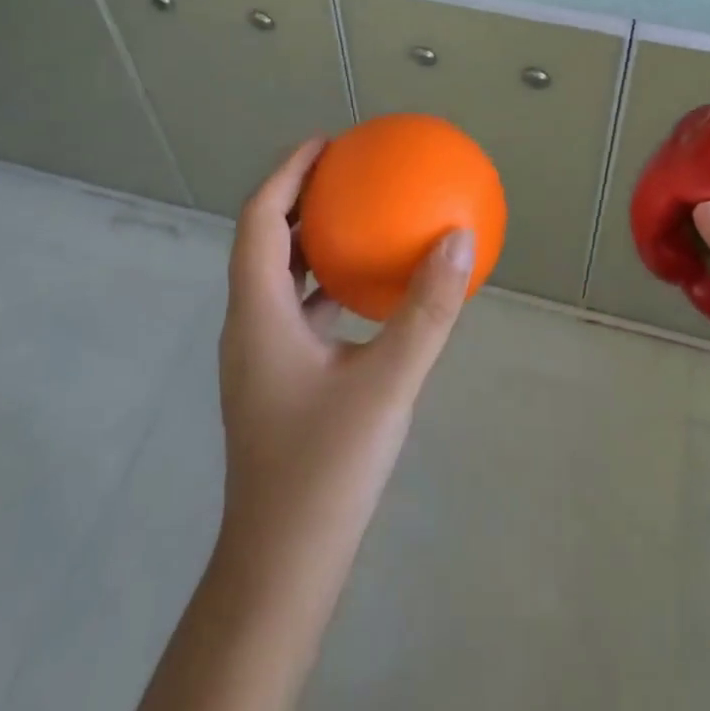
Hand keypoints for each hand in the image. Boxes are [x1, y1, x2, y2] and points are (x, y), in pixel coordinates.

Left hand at [218, 138, 475, 541]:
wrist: (281, 568)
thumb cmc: (324, 469)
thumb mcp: (388, 382)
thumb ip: (426, 310)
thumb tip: (459, 238)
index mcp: (258, 313)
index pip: (261, 219)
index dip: (287, 172)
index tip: (326, 142)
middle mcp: (250, 324)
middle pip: (264, 238)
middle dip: (300, 196)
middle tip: (347, 169)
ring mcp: (260, 355)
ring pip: (278, 275)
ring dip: (311, 238)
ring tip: (357, 214)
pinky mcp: (277, 378)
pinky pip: (297, 308)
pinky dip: (325, 282)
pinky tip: (366, 290)